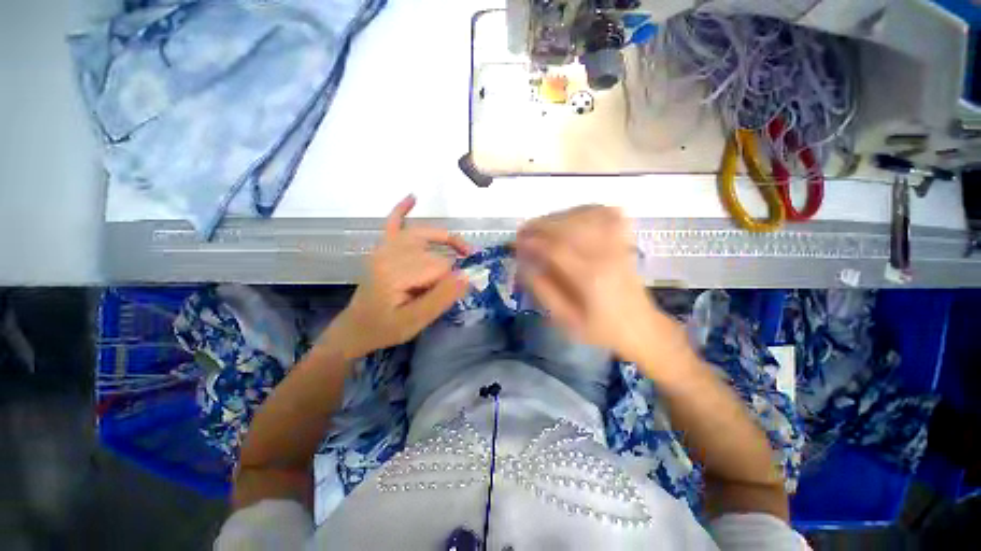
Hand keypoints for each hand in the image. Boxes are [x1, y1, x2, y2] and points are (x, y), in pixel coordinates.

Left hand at [323, 195, 471, 359]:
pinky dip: (402, 210)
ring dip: (444, 240)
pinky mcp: (382, 249)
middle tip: (462, 281)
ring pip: (422, 235)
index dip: (452, 280)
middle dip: (450, 268)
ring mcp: (384, 249)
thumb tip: (467, 277)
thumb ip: (440, 299)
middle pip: (432, 252)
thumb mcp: (415, 322)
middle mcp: (389, 255)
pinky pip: (392, 224)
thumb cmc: (385, 328)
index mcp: (395, 274)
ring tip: (462, 250)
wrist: (356, 328)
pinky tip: (412, 198)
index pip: (438, 267)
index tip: (457, 294)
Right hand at [516, 206, 688, 366]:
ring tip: (541, 225)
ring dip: (558, 216)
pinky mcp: (624, 241)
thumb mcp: (566, 320)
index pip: (555, 248)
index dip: (532, 242)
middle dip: (540, 224)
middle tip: (523, 231)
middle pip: (569, 226)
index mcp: (589, 277)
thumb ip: (543, 291)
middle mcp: (605, 253)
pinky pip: (606, 214)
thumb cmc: (601, 329)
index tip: (516, 242)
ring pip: (585, 216)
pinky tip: (572, 216)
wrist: (641, 328)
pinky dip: (586, 210)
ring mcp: (618, 244)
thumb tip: (524, 265)